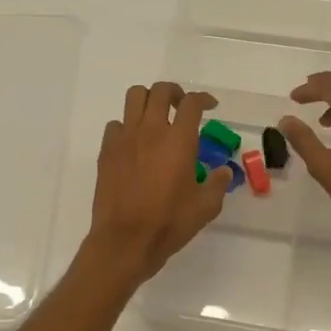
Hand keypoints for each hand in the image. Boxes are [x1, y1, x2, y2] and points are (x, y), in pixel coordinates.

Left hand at [85, 82, 229, 283]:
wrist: (125, 240)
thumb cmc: (169, 223)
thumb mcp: (205, 207)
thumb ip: (217, 184)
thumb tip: (223, 172)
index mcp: (179, 140)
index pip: (192, 103)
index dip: (203, 99)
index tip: (210, 106)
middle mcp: (151, 130)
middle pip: (160, 90)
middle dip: (174, 92)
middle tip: (182, 106)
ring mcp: (125, 138)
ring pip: (134, 97)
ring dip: (148, 100)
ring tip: (156, 116)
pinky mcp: (107, 151)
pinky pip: (116, 124)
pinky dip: (127, 126)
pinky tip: (134, 143)